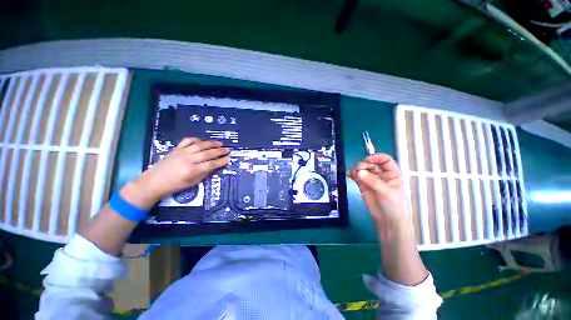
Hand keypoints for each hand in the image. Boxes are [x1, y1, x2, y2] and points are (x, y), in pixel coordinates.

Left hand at [121, 138, 229, 208]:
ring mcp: (182, 152)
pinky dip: (196, 139)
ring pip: (200, 145)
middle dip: (219, 151)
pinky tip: (202, 141)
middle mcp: (188, 160)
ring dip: (211, 143)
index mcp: (192, 171)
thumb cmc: (175, 185)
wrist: (154, 181)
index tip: (228, 159)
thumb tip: (215, 166)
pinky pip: (188, 141)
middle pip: (207, 153)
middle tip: (228, 149)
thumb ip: (204, 173)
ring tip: (220, 143)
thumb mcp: (192, 183)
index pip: (211, 164)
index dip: (221, 161)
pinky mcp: (176, 149)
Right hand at [348, 154, 410, 238]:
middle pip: (371, 164)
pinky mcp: (363, 185)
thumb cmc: (394, 205)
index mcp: (391, 173)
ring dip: (357, 169)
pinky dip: (352, 174)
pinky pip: (357, 177)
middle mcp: (381, 174)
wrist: (388, 220)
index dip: (377, 157)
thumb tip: (358, 171)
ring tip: (354, 173)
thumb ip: (373, 181)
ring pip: (363, 170)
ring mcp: (371, 179)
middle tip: (358, 170)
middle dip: (364, 165)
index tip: (367, 160)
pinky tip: (348, 174)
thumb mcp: (386, 192)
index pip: (385, 160)